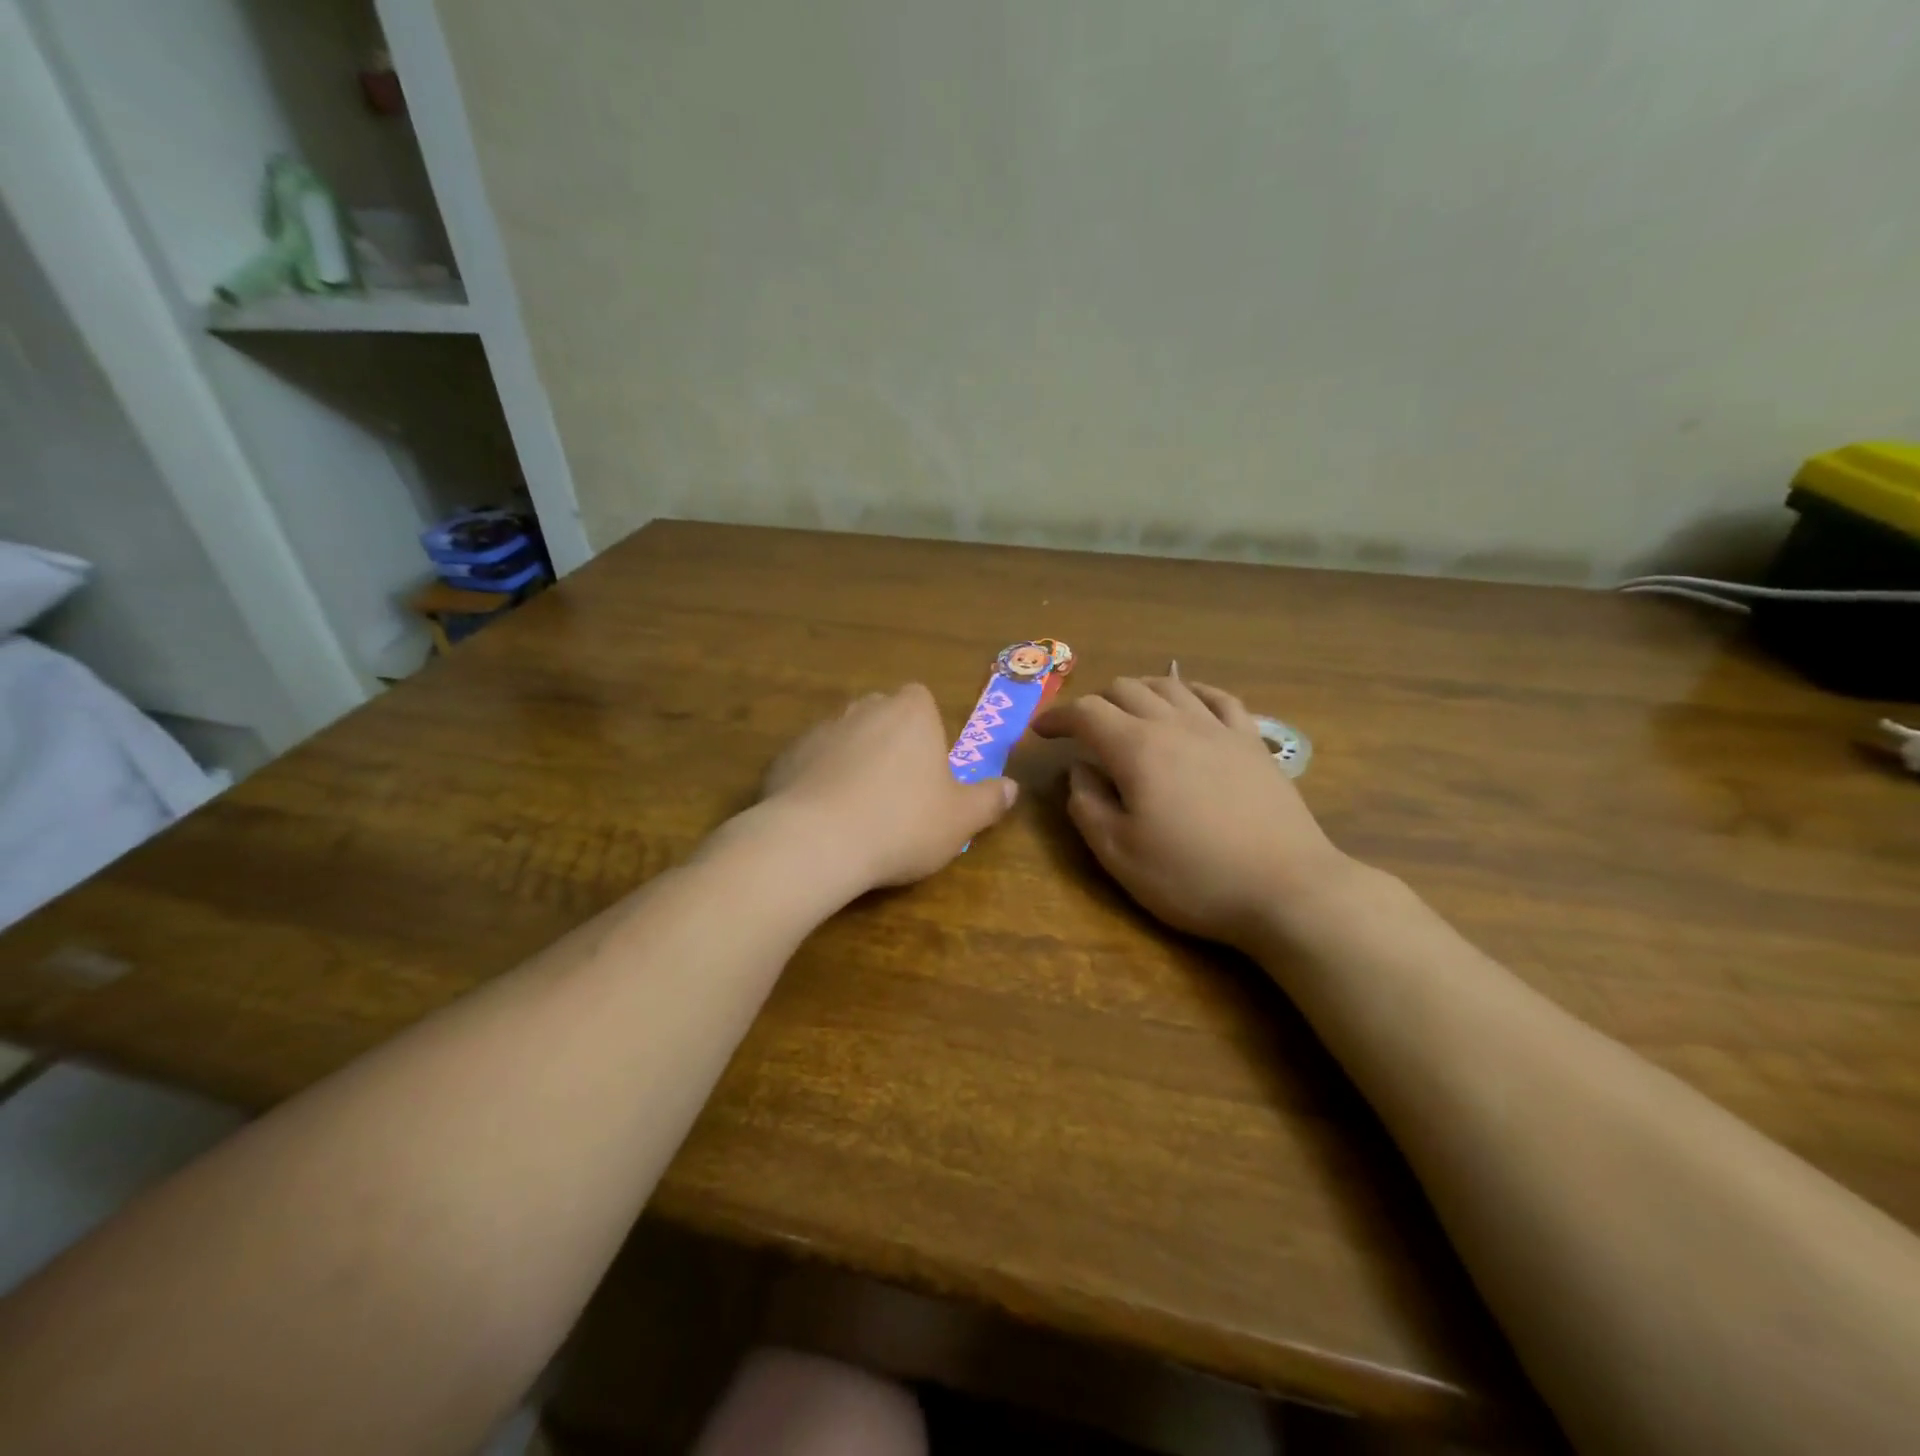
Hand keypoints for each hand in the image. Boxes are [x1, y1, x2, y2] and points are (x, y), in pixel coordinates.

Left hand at [757, 684, 1017, 893]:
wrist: (815, 842)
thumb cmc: (902, 823)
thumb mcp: (960, 820)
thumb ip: (989, 800)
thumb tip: (1011, 788)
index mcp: (910, 712)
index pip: (921, 699)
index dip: (926, 729)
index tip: (929, 766)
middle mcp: (863, 708)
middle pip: (881, 716)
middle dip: (889, 743)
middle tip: (899, 790)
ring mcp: (820, 730)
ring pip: (845, 739)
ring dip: (853, 762)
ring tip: (859, 810)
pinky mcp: (784, 757)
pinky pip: (812, 763)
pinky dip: (819, 781)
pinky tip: (825, 820)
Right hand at [1033, 677, 1352, 951]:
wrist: (1286, 888)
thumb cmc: (1193, 876)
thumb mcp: (1119, 854)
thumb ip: (1087, 805)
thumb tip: (1079, 770)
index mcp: (1136, 749)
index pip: (1086, 713)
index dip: (1057, 717)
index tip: (1040, 733)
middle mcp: (1175, 724)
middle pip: (1126, 689)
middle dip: (1094, 704)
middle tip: (1082, 732)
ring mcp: (1219, 728)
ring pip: (1169, 686)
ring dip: (1138, 692)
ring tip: (1126, 713)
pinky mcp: (1252, 742)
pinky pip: (1218, 698)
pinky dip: (1191, 692)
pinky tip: (1187, 702)